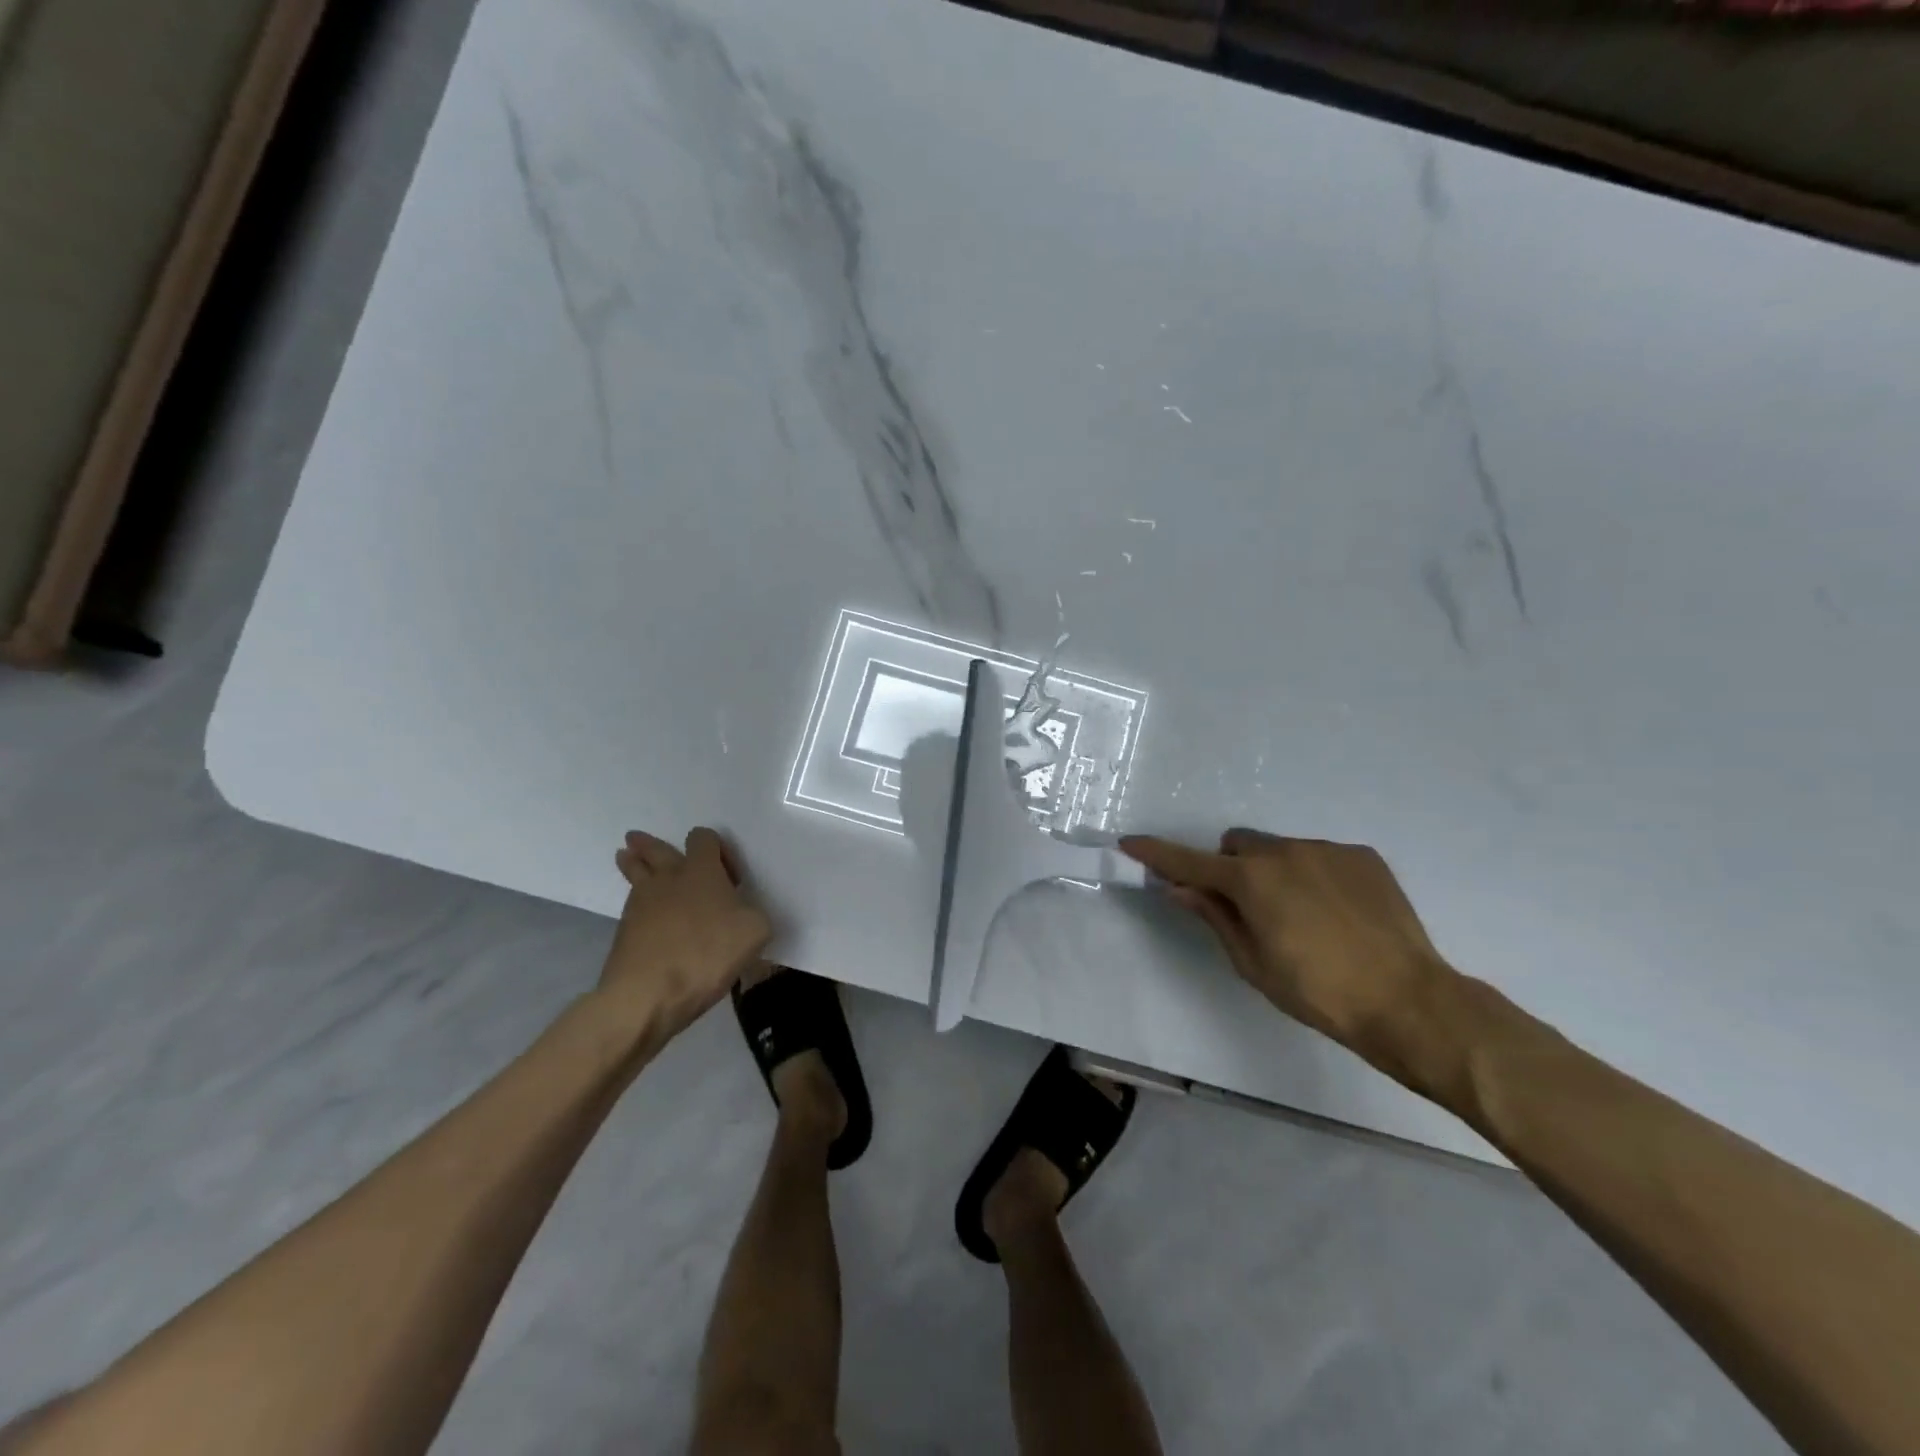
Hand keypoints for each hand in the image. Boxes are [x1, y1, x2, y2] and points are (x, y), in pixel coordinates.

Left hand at [599, 828, 771, 1043]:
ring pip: (635, 873)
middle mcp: (668, 878)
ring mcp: (640, 904)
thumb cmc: (707, 954)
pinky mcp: (624, 931)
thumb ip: (754, 914)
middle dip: (649, 844)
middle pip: (655, 849)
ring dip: (633, 863)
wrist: (647, 994)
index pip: (703, 838)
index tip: (730, 877)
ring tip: (627, 857)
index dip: (718, 849)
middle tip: (638, 839)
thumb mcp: (755, 932)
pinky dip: (637, 901)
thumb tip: (743, 914)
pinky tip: (644, 911)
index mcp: (701, 871)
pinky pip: (632, 905)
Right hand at [1121, 829, 1452, 1057]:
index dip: (1156, 853)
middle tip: (1248, 909)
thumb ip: (1214, 916)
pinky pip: (1320, 856)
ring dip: (1274, 871)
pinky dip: (1314, 875)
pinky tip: (1338, 913)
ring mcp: (1326, 850)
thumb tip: (1179, 888)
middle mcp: (1283, 851)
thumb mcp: (1252, 962)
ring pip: (1280, 849)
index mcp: (1250, 880)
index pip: (1189, 861)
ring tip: (1305, 917)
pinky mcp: (1362, 856)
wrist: (1408, 1000)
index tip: (1129, 843)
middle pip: (1237, 846)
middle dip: (1231, 868)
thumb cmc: (1317, 991)